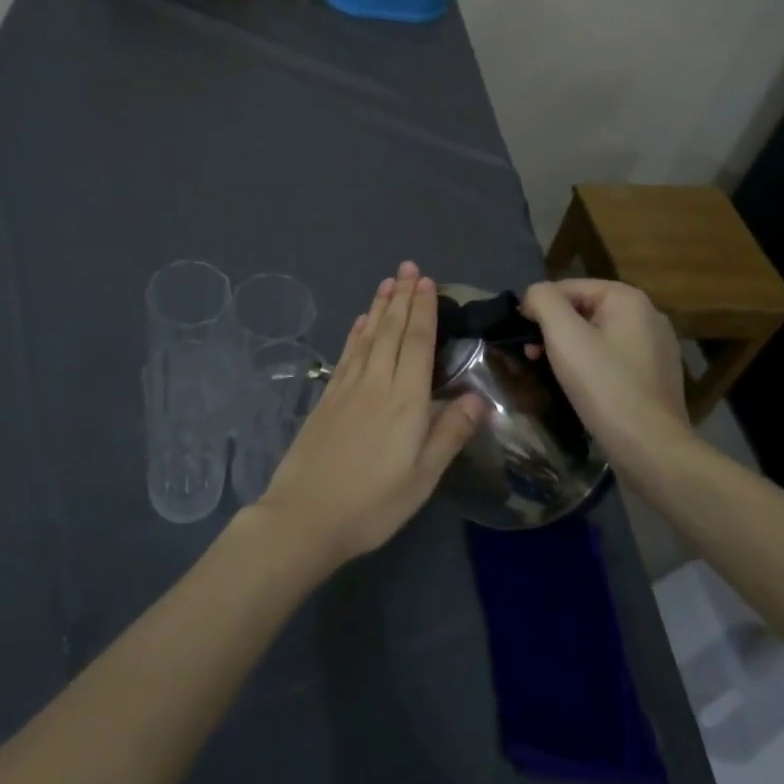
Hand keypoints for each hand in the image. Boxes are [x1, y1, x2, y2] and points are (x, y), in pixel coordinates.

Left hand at [255, 262, 483, 568]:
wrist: (305, 516)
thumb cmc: (373, 504)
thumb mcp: (422, 478)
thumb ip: (449, 434)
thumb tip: (477, 397)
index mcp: (405, 402)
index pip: (418, 344)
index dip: (424, 310)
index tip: (427, 282)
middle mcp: (376, 384)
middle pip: (392, 332)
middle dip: (402, 298)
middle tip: (408, 267)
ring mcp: (347, 388)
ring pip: (368, 337)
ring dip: (379, 308)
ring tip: (387, 283)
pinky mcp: (327, 398)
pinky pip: (346, 355)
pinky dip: (355, 334)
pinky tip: (360, 322)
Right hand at [521, 279, 694, 480]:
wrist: (650, 447)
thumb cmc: (604, 385)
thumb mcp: (563, 335)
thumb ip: (543, 301)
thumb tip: (534, 296)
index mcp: (628, 298)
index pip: (567, 287)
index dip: (538, 308)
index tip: (522, 338)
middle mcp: (648, 315)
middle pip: (583, 310)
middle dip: (552, 329)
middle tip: (532, 356)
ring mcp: (656, 346)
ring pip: (597, 335)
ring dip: (568, 348)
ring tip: (551, 372)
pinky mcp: (655, 375)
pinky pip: (612, 357)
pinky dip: (591, 365)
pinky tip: (581, 387)